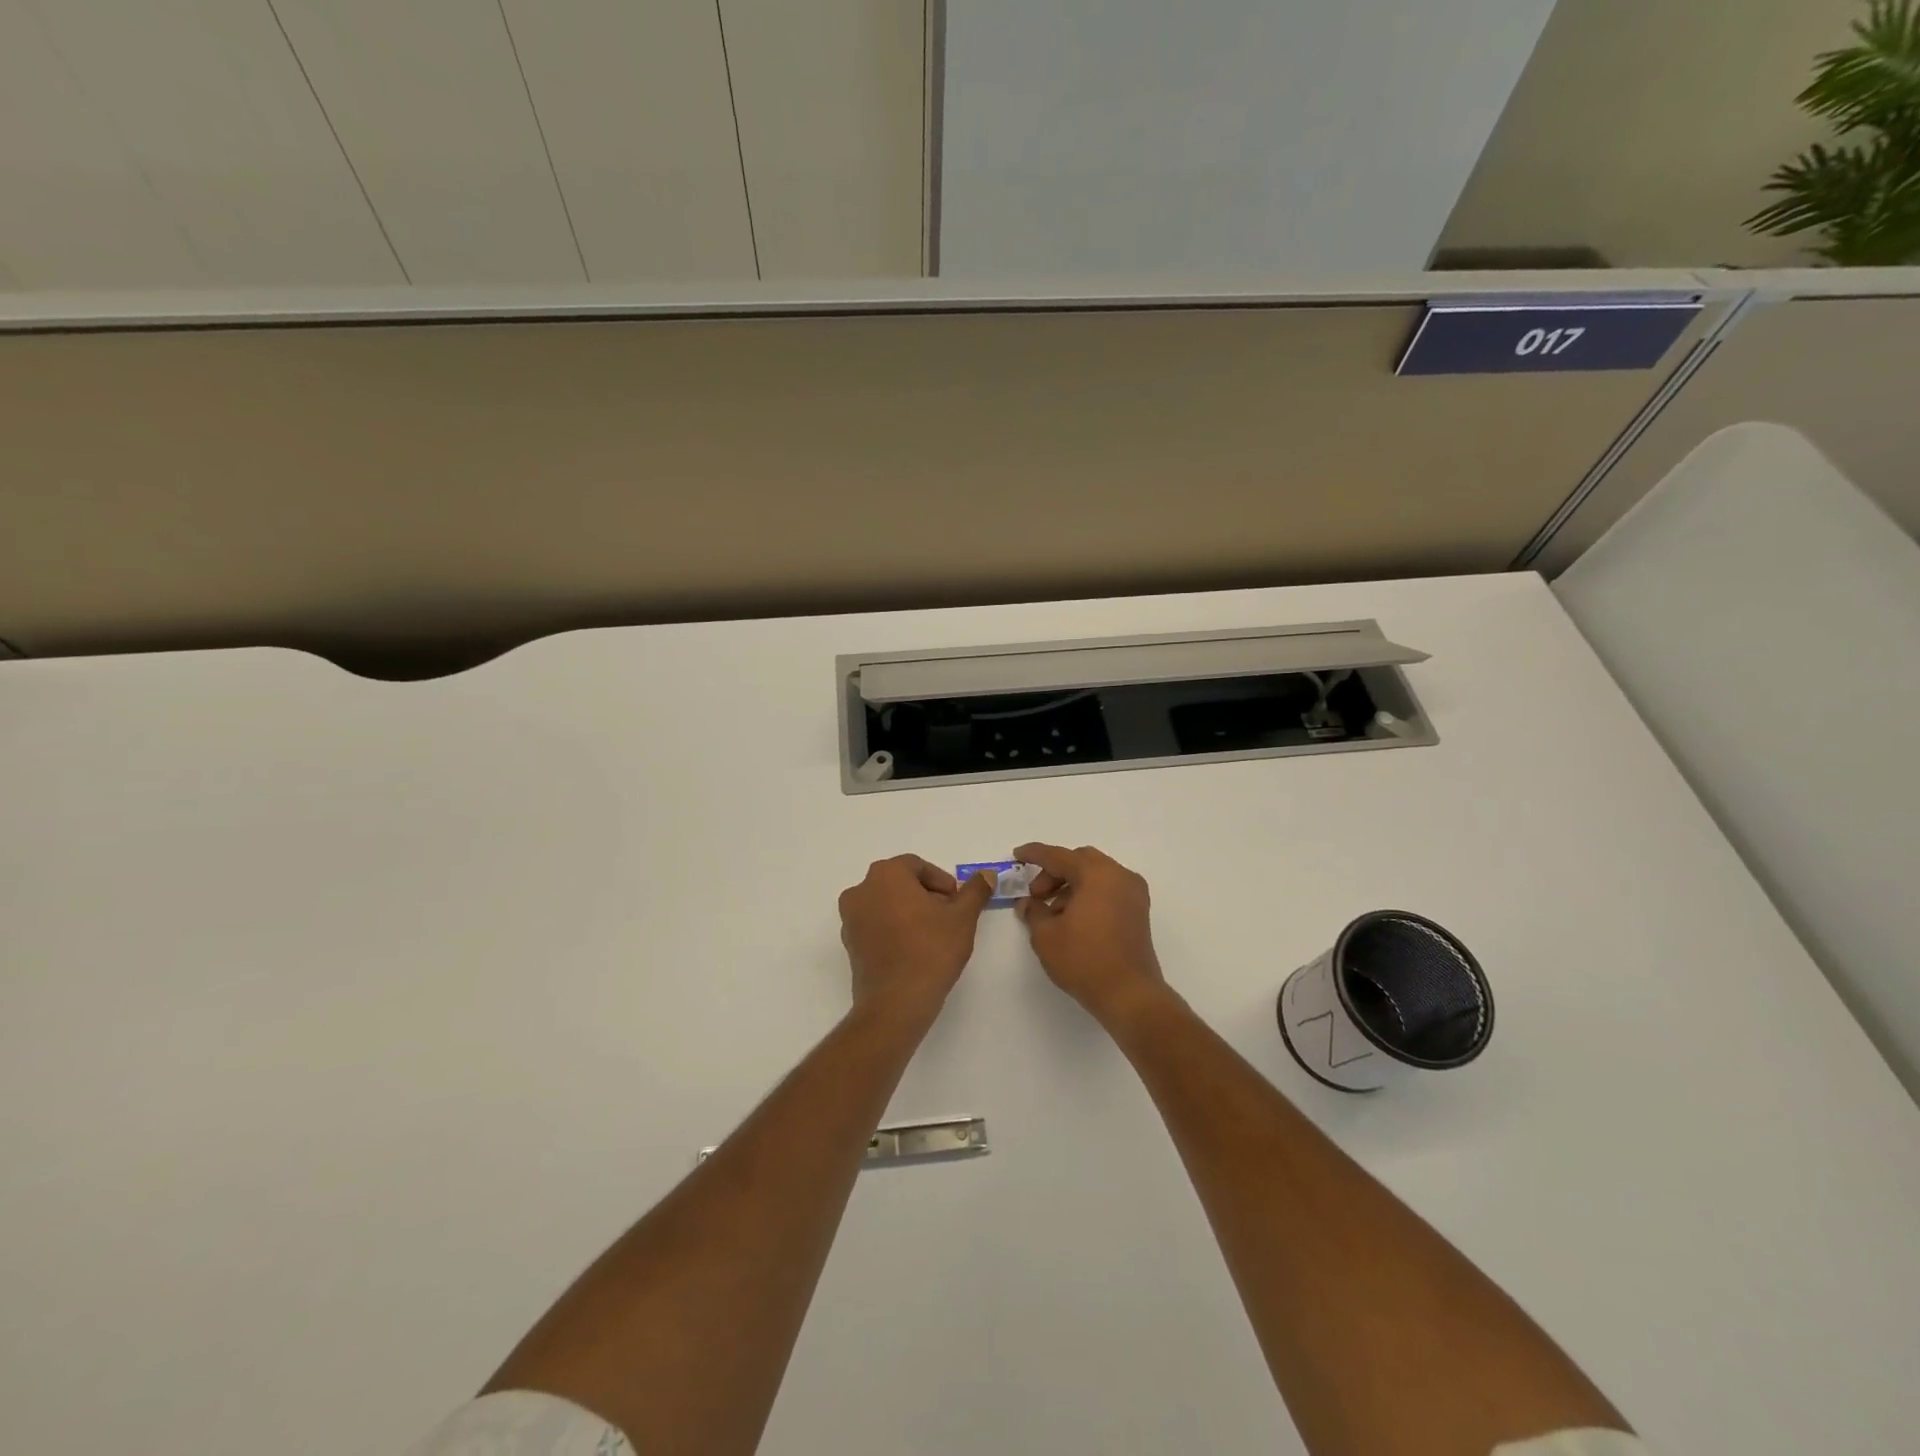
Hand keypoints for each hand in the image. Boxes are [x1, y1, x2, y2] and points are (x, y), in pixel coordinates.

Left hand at [838, 855, 996, 1020]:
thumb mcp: (963, 917)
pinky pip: (875, 925)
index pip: (918, 866)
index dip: (942, 882)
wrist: (896, 1002)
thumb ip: (975, 891)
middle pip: (900, 883)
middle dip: (926, 896)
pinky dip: (893, 929)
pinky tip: (913, 950)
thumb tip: (987, 874)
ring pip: (886, 904)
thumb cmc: (931, 950)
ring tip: (932, 935)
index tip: (957, 903)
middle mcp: (862, 889)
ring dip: (909, 912)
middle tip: (948, 918)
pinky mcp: (849, 943)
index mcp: (886, 874)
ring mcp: (850, 918)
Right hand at [1015, 843, 1169, 1028]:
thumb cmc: (1084, 960)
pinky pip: (1108, 890)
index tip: (1017, 855)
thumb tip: (1028, 904)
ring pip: (1095, 875)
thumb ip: (1033, 911)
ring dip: (1071, 885)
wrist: (1129, 994)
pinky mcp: (1139, 912)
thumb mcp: (1046, 935)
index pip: (1059, 856)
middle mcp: (1119, 875)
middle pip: (1080, 861)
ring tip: (1052, 913)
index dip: (1035, 854)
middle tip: (1036, 894)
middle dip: (1054, 873)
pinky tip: (1072, 919)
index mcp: (1097, 874)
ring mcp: (1133, 893)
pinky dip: (1088, 895)